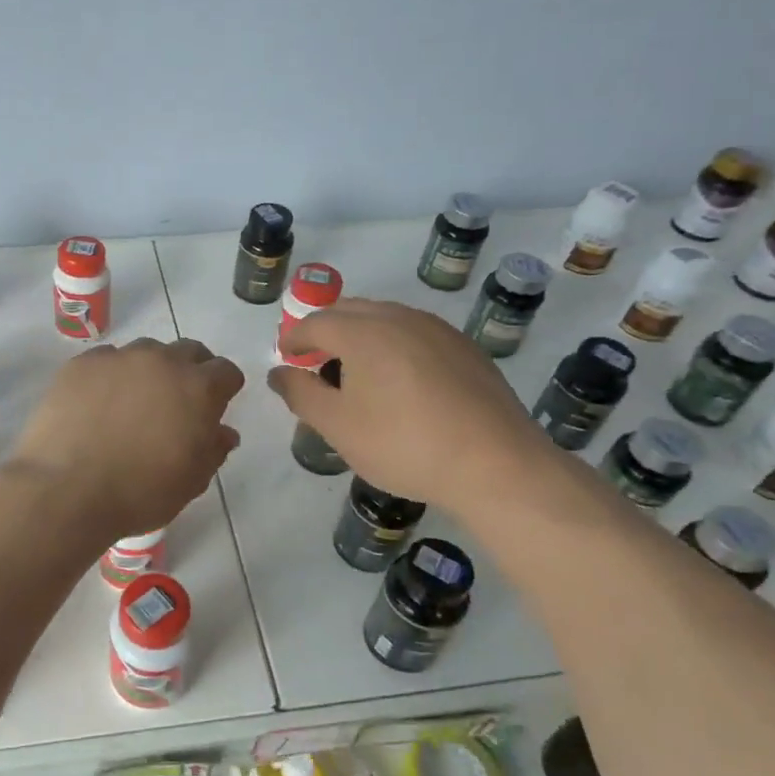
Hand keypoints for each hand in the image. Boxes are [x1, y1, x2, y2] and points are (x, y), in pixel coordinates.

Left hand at [8, 338, 244, 540]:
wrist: (66, 490)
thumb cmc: (140, 492)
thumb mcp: (191, 481)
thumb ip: (213, 450)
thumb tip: (223, 432)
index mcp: (198, 388)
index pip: (225, 372)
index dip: (224, 389)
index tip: (213, 408)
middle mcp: (162, 361)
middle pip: (188, 352)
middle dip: (190, 371)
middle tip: (177, 403)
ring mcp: (118, 358)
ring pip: (145, 352)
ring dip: (149, 370)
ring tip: (133, 403)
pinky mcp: (81, 363)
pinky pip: (106, 360)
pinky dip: (110, 376)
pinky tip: (98, 404)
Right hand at [268, 298, 548, 511]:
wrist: (496, 465)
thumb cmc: (404, 445)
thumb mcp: (338, 427)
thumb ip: (301, 395)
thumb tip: (279, 374)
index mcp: (364, 332)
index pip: (315, 322)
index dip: (294, 338)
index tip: (285, 357)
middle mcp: (400, 318)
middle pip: (351, 310)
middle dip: (325, 330)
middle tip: (314, 359)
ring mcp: (438, 330)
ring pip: (386, 318)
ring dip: (360, 334)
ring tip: (354, 369)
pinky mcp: (466, 348)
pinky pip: (415, 333)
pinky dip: (393, 344)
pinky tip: (398, 379)